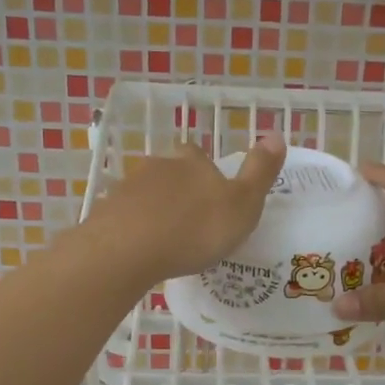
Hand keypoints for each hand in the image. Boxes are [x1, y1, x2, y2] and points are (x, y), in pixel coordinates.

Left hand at [84, 134, 286, 283]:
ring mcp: (127, 189)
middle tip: (191, 220)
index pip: (199, 156)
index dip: (206, 172)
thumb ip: (260, 172)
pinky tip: (142, 250)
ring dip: (156, 210)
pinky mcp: (106, 214)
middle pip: (170, 172)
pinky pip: (125, 218)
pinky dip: (135, 229)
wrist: (129, 249)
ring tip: (168, 239)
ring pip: (146, 194)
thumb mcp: (243, 204)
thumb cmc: (195, 228)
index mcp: (192, 162)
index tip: (213, 195)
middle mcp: (158, 166)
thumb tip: (277, 134)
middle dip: (180, 191)